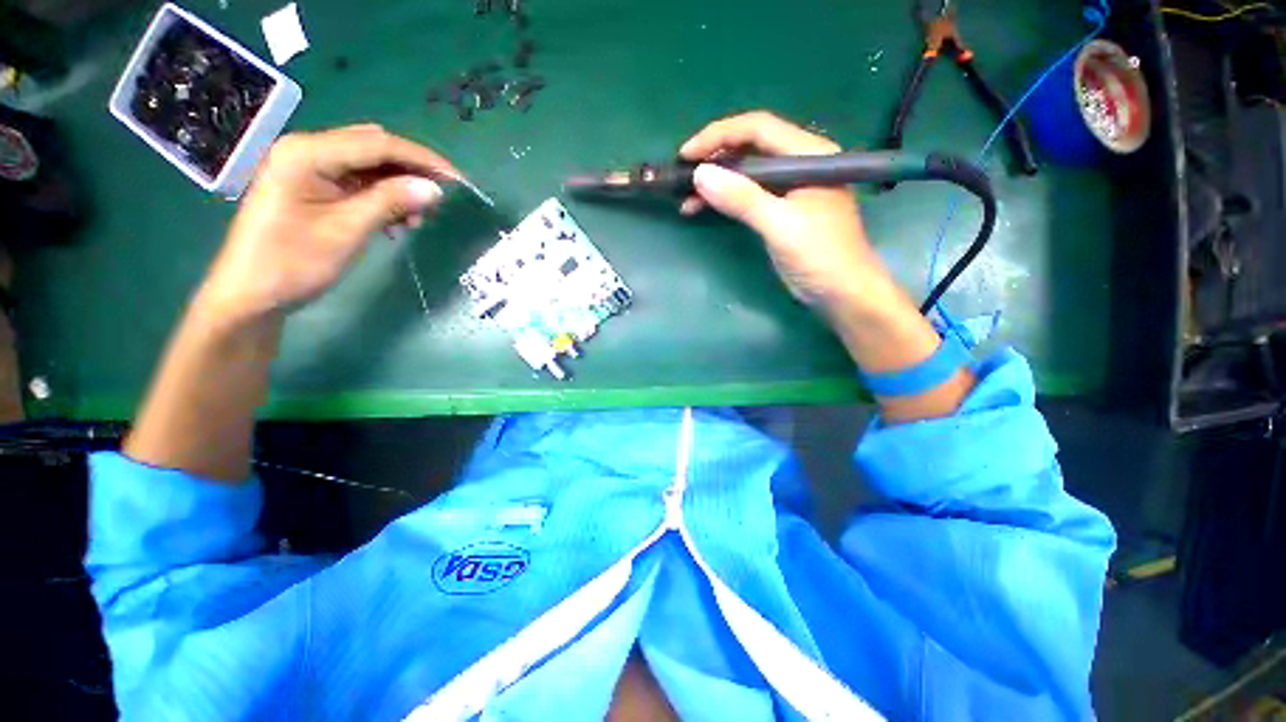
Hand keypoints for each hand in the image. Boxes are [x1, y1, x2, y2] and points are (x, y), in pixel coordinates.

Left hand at [200, 124, 458, 321]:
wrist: (252, 293)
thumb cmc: (293, 262)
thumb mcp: (347, 231)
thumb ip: (390, 202)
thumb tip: (434, 189)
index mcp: (307, 153)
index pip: (378, 145)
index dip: (423, 160)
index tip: (459, 180)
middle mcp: (308, 150)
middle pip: (374, 149)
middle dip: (412, 171)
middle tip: (442, 200)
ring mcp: (310, 168)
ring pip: (370, 166)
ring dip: (400, 187)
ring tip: (419, 218)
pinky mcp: (315, 187)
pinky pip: (360, 182)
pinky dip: (385, 197)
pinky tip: (397, 221)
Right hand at [679, 112, 895, 310]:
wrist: (843, 294)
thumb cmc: (820, 257)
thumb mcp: (780, 226)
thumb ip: (743, 199)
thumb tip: (700, 175)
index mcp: (809, 154)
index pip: (758, 128)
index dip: (718, 136)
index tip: (686, 155)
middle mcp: (800, 163)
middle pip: (750, 147)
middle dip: (714, 159)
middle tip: (682, 176)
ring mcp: (790, 188)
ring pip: (746, 173)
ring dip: (716, 183)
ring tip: (686, 199)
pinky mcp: (781, 210)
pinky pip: (748, 195)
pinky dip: (725, 200)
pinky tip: (703, 209)